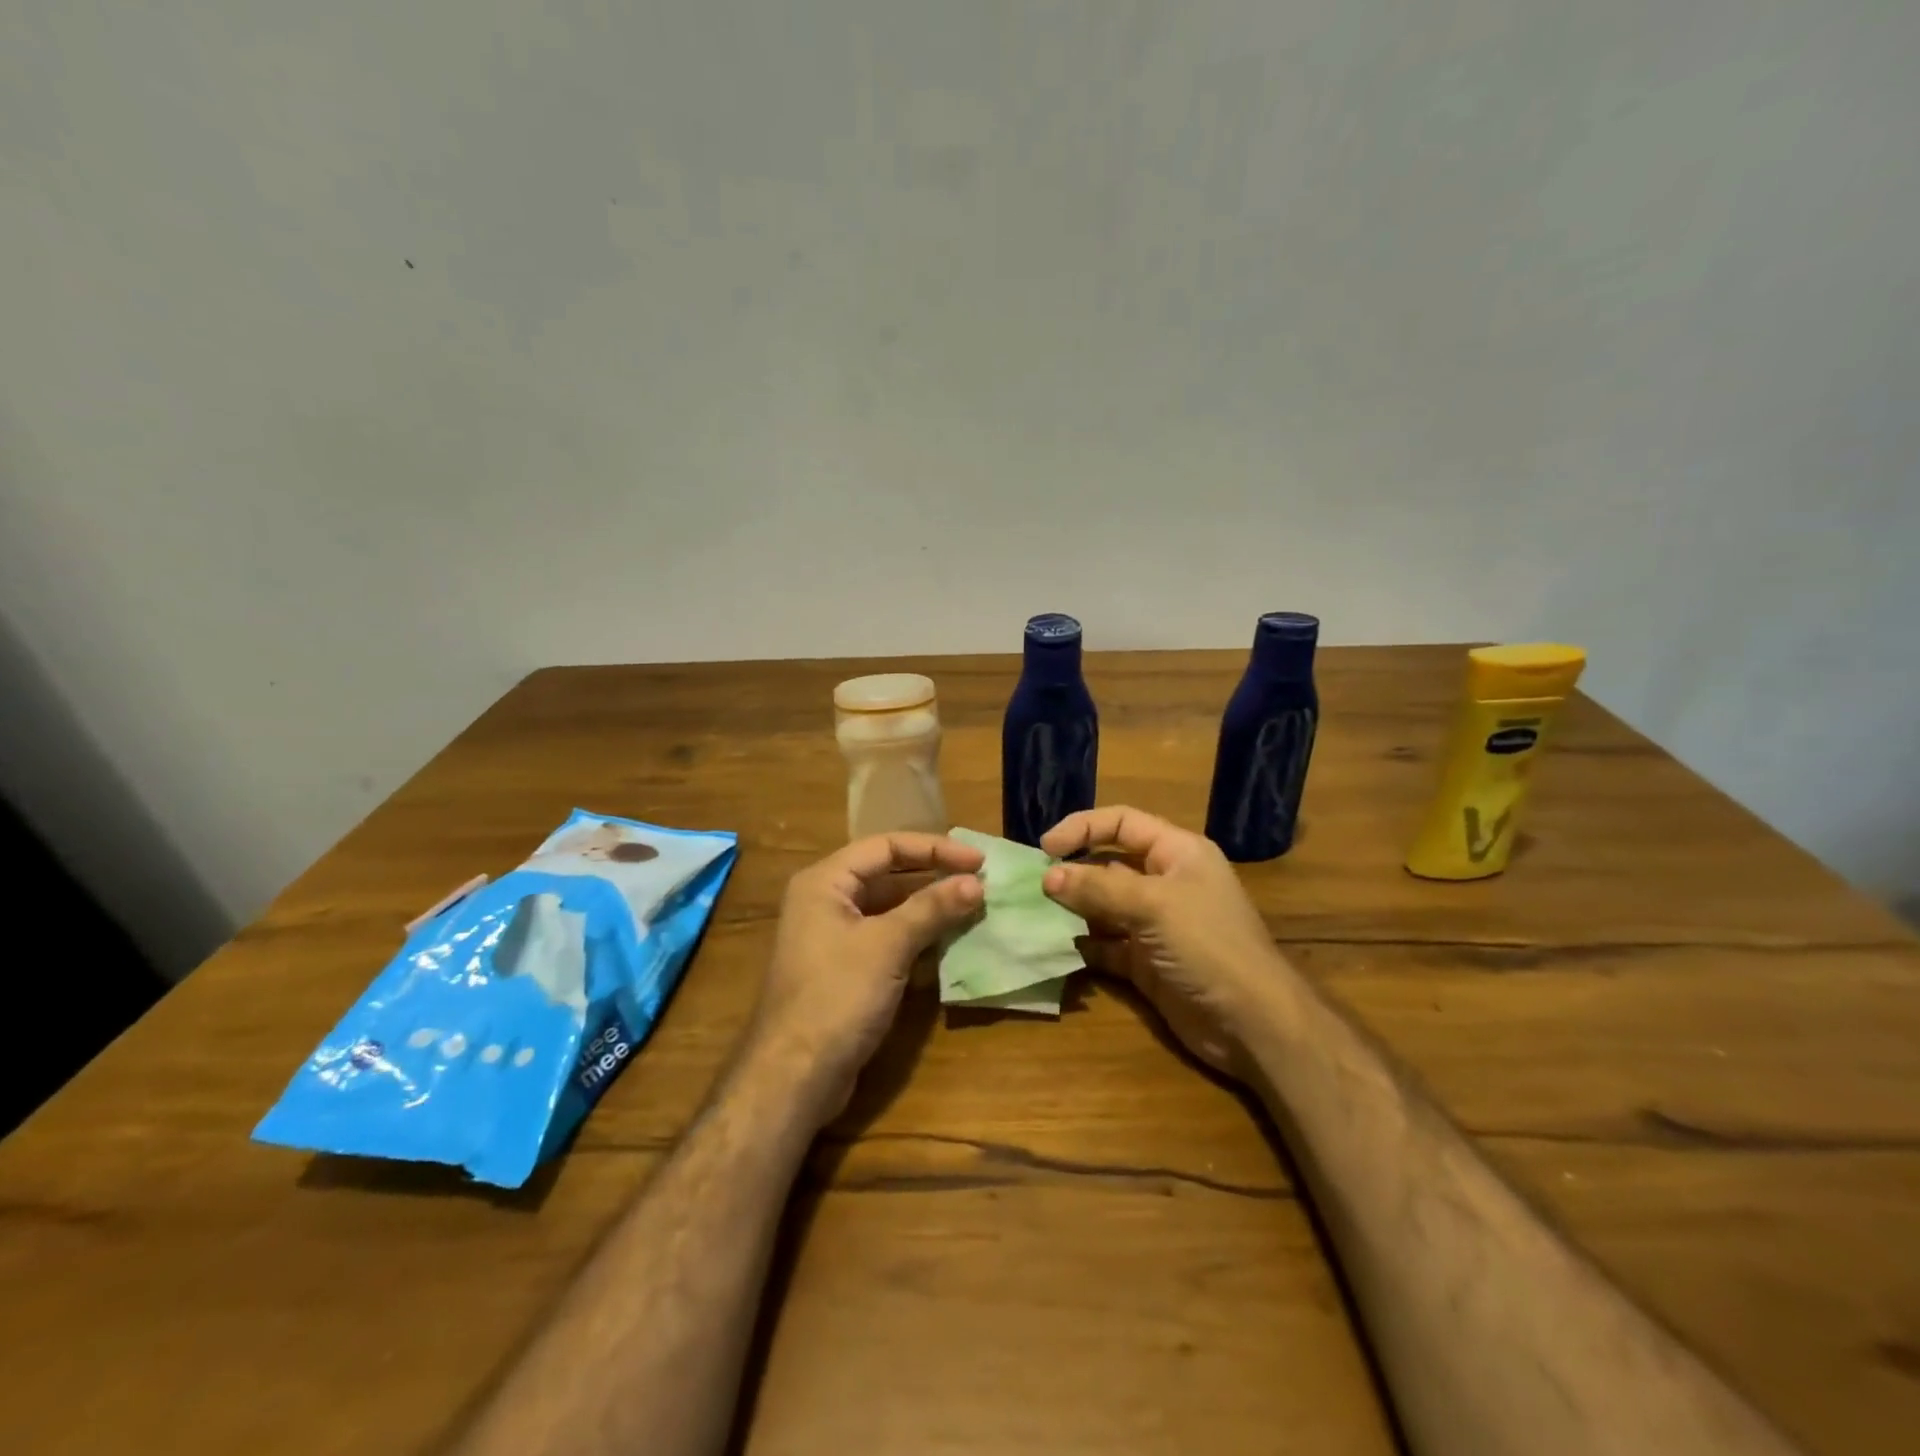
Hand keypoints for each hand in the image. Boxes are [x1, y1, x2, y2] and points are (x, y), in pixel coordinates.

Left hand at [750, 832, 984, 1119]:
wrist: (794, 1076)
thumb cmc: (837, 996)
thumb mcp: (887, 945)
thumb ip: (932, 908)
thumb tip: (976, 882)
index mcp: (825, 881)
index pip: (886, 846)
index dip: (934, 848)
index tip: (978, 861)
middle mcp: (826, 900)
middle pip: (887, 873)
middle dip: (934, 876)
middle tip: (980, 882)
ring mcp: (834, 936)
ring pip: (889, 907)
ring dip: (929, 907)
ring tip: (973, 907)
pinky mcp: (845, 967)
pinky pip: (886, 936)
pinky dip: (917, 934)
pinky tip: (949, 940)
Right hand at [1042, 806, 1286, 1076]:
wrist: (1252, 1024)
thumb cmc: (1208, 945)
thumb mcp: (1154, 905)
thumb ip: (1099, 887)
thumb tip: (1048, 876)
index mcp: (1177, 853)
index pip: (1122, 822)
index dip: (1083, 828)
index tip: (1045, 847)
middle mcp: (1164, 883)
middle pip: (1108, 864)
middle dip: (1071, 871)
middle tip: (1031, 885)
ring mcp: (1154, 926)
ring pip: (1102, 907)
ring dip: (1071, 909)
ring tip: (1033, 914)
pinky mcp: (1145, 963)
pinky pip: (1105, 945)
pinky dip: (1081, 945)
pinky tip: (1054, 947)